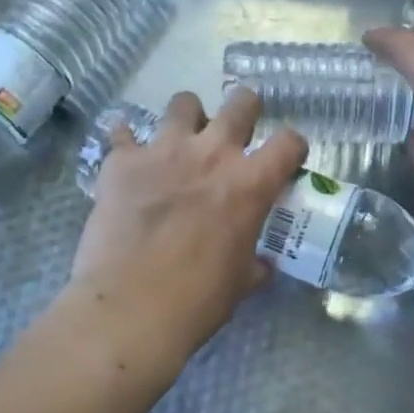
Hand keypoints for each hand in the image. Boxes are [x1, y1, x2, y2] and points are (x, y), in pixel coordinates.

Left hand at [67, 88, 307, 374]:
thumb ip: (255, 263)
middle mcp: (212, 154)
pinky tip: (126, 156)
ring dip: (187, 118)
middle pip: (240, 103)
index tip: (286, 158)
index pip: (289, 142)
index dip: (292, 147)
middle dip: (245, 109)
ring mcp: (164, 151)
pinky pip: (122, 132)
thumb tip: (262, 265)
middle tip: (237, 129)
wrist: (129, 309)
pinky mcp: (122, 161)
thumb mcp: (240, 282)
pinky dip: (126, 141)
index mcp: (250, 183)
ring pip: (183, 103)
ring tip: (181, 138)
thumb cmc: (197, 301)